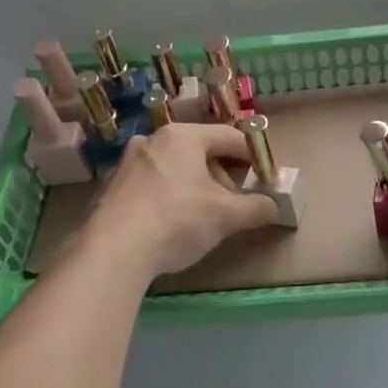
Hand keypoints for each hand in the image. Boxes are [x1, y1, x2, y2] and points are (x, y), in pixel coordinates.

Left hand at [81, 125, 280, 278]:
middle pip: (201, 150)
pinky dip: (169, 196)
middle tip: (236, 199)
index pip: (230, 137)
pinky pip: (152, 184)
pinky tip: (173, 223)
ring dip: (196, 185)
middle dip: (224, 173)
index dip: (254, 156)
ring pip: (175, 167)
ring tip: (206, 215)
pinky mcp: (112, 188)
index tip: (266, 177)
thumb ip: (256, 208)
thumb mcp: (226, 216)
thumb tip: (275, 207)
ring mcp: (128, 163)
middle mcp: (153, 140)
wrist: (111, 251)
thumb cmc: (176, 220)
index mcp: (183, 136)